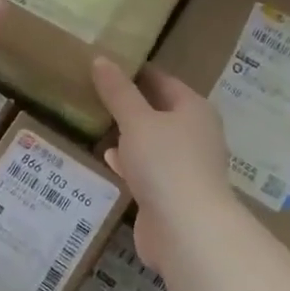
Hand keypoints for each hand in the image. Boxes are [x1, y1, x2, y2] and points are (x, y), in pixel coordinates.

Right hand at [91, 57, 230, 271]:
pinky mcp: (172, 194)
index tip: (108, 63)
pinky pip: (147, 170)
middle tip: (94, 91)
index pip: (163, 81)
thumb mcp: (137, 121)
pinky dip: (129, 163)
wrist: (187, 231)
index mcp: (194, 109)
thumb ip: (118, 92)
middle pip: (159, 111)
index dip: (137, 71)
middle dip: (130, 103)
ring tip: (96, 121)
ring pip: (152, 142)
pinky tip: (107, 159)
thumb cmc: (166, 163)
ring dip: (129, 135)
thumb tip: (101, 59)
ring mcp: (185, 167)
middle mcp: (195, 134)